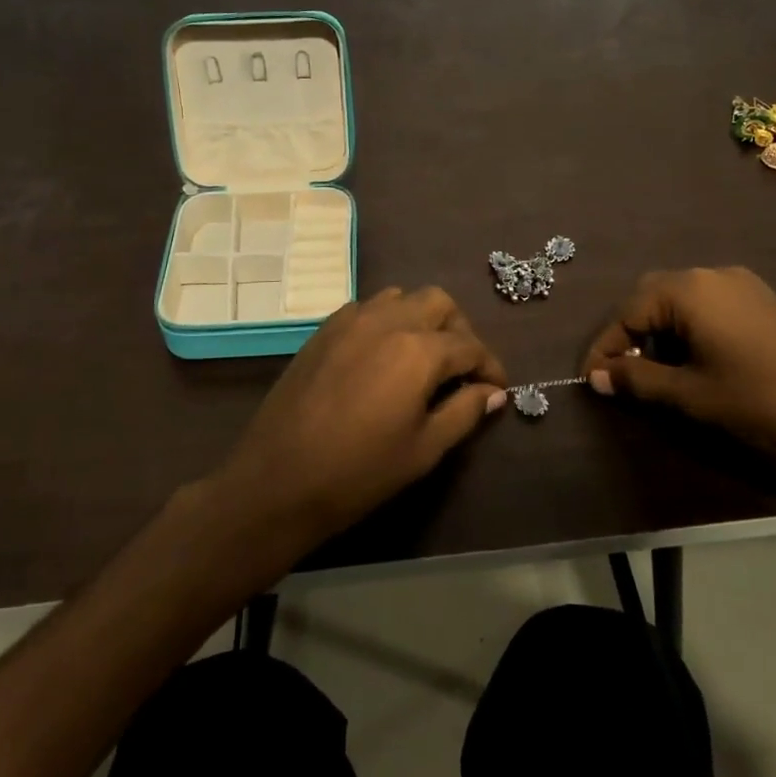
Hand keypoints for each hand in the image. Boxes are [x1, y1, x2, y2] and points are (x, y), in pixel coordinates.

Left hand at [210, 287, 506, 550]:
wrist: (278, 479)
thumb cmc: (359, 472)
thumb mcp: (423, 449)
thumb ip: (464, 412)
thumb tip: (493, 392)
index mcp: (418, 350)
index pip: (470, 347)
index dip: (490, 367)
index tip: (497, 388)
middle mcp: (388, 320)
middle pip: (439, 303)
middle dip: (459, 330)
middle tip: (462, 368)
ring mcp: (352, 320)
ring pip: (402, 297)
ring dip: (422, 318)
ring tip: (424, 357)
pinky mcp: (325, 329)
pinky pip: (368, 308)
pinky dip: (388, 320)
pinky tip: (384, 355)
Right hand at [582, 267, 775, 474]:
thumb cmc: (761, 401)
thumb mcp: (691, 395)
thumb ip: (638, 380)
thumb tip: (598, 376)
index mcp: (689, 290)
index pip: (628, 311)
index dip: (606, 347)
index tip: (592, 380)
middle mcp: (712, 275)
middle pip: (653, 297)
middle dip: (632, 335)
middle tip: (624, 374)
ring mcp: (743, 286)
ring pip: (682, 301)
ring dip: (661, 333)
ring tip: (659, 374)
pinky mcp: (764, 301)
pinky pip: (710, 306)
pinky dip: (690, 330)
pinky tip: (697, 363)